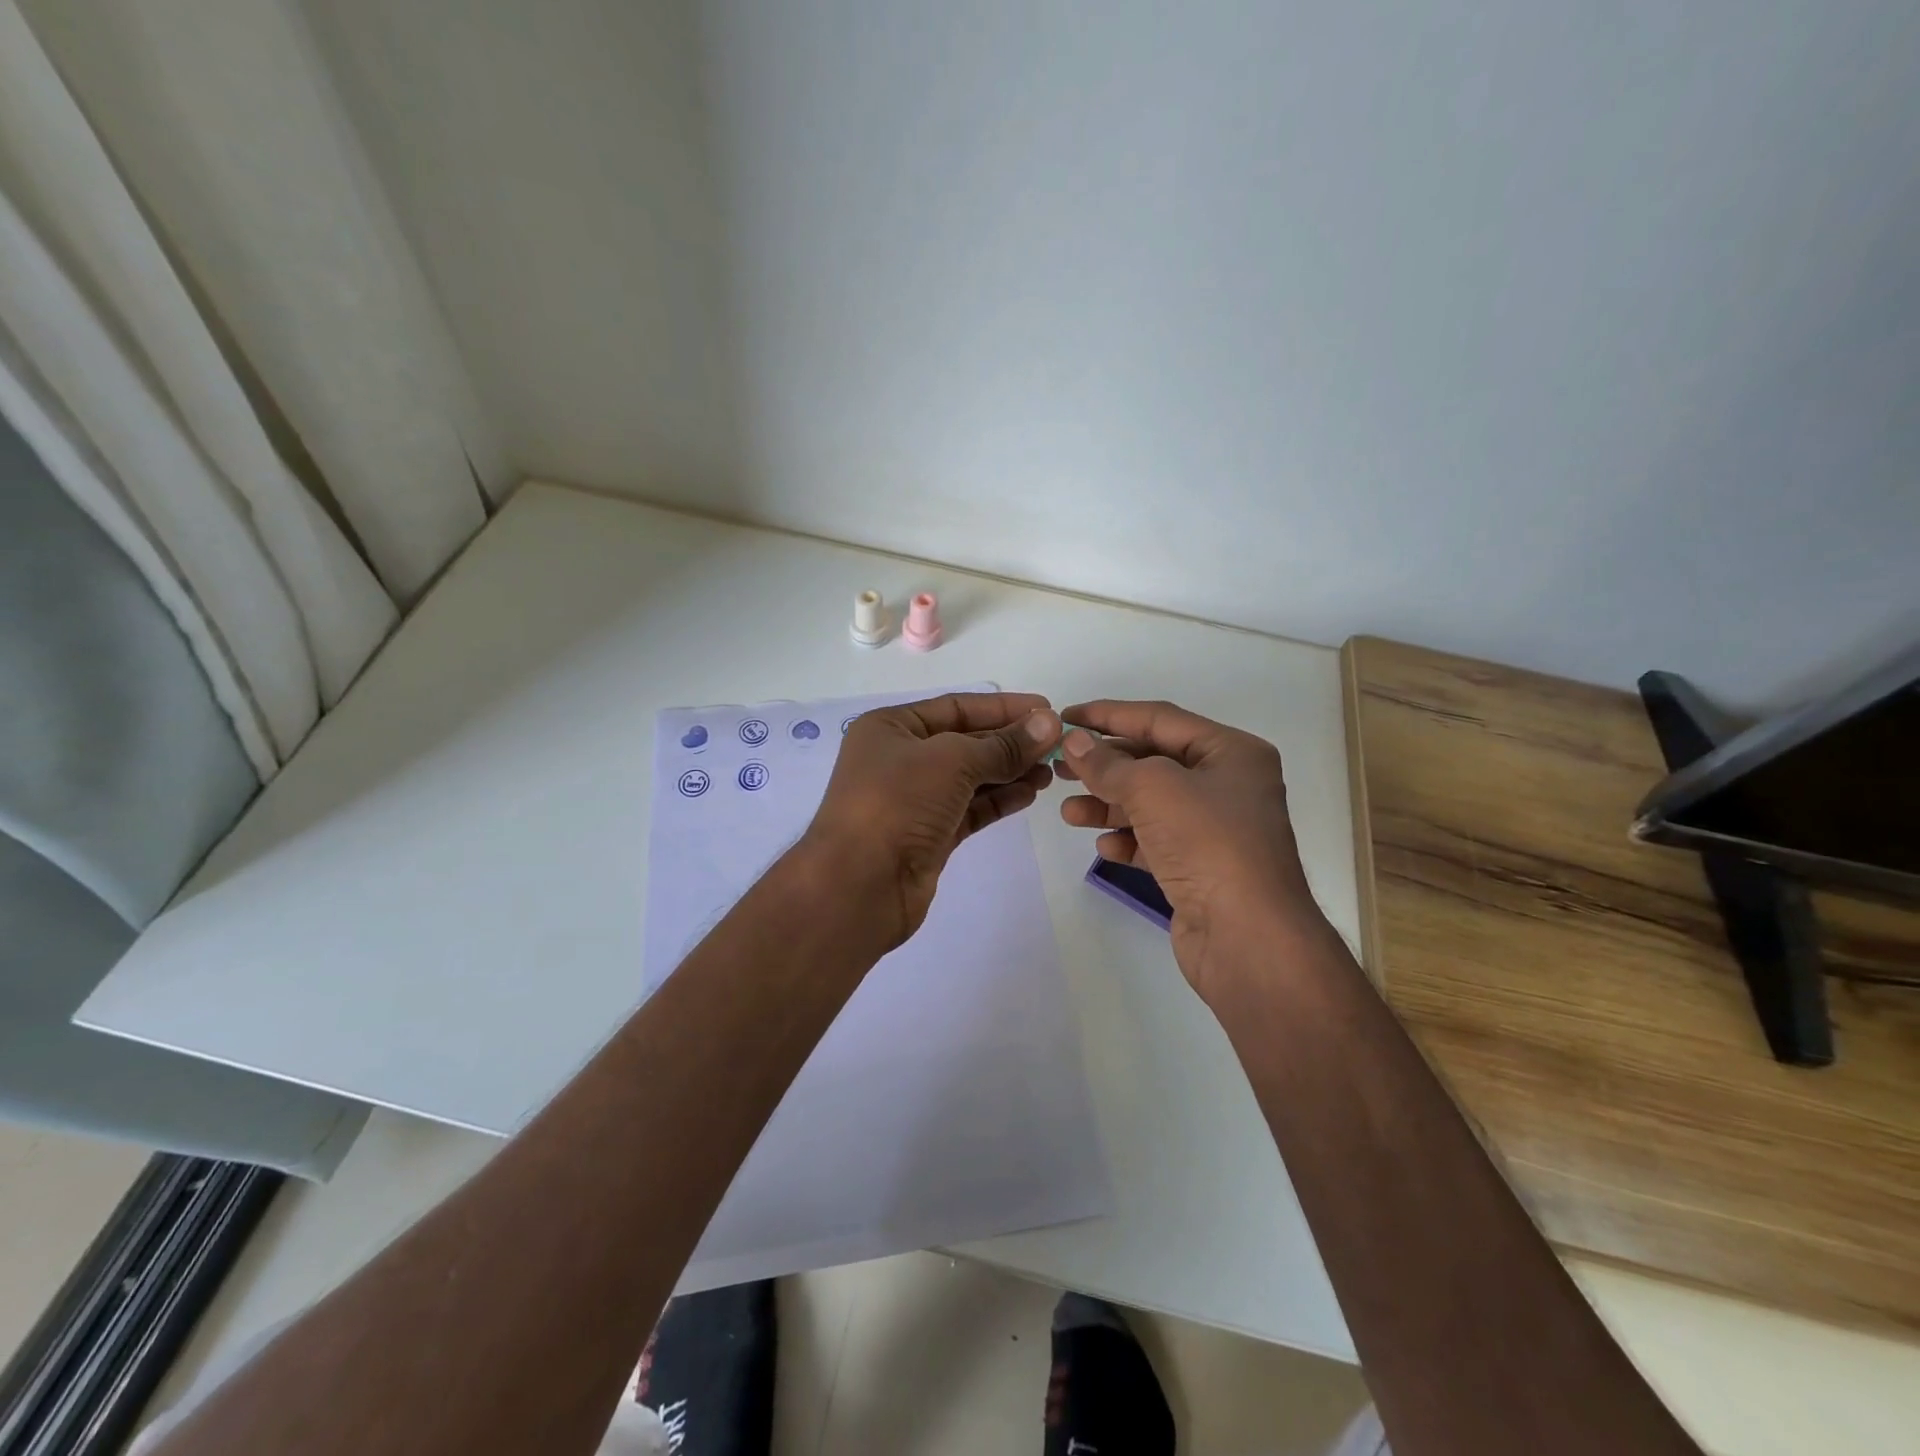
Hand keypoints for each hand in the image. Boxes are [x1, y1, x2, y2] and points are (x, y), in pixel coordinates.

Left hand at [804, 692, 1061, 946]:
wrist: (858, 886)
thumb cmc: (897, 804)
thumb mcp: (951, 761)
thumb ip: (1003, 745)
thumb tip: (1049, 724)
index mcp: (891, 728)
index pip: (956, 707)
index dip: (1003, 707)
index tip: (1047, 710)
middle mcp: (900, 759)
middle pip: (965, 742)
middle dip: (1010, 742)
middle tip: (1058, 746)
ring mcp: (914, 800)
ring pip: (970, 778)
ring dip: (1010, 771)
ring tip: (1050, 771)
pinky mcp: (928, 835)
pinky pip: (970, 808)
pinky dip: (998, 800)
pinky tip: (1029, 794)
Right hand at [1055, 699, 1322, 997]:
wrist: (1248, 937)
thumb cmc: (1207, 843)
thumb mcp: (1153, 788)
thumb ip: (1108, 764)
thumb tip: (1074, 742)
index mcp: (1231, 752)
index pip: (1160, 719)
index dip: (1108, 715)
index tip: (1065, 718)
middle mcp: (1227, 785)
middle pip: (1154, 762)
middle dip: (1105, 765)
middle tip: (1059, 767)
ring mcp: (1216, 830)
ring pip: (1151, 805)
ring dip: (1108, 806)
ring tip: (1069, 811)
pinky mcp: (1201, 868)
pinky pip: (1156, 841)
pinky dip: (1128, 840)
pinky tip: (1103, 846)